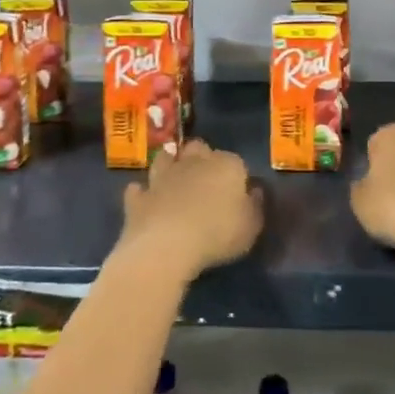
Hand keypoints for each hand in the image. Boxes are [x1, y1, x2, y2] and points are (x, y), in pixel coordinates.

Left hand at [120, 138, 262, 280]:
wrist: (166, 244)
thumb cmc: (218, 233)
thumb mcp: (251, 226)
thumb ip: (255, 206)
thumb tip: (254, 191)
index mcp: (226, 165)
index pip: (235, 161)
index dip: (236, 175)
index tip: (237, 192)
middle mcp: (194, 162)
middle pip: (198, 149)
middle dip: (200, 158)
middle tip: (204, 179)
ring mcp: (162, 177)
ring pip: (165, 159)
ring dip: (169, 165)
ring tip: (173, 178)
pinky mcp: (139, 197)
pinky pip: (139, 190)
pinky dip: (142, 193)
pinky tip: (145, 200)